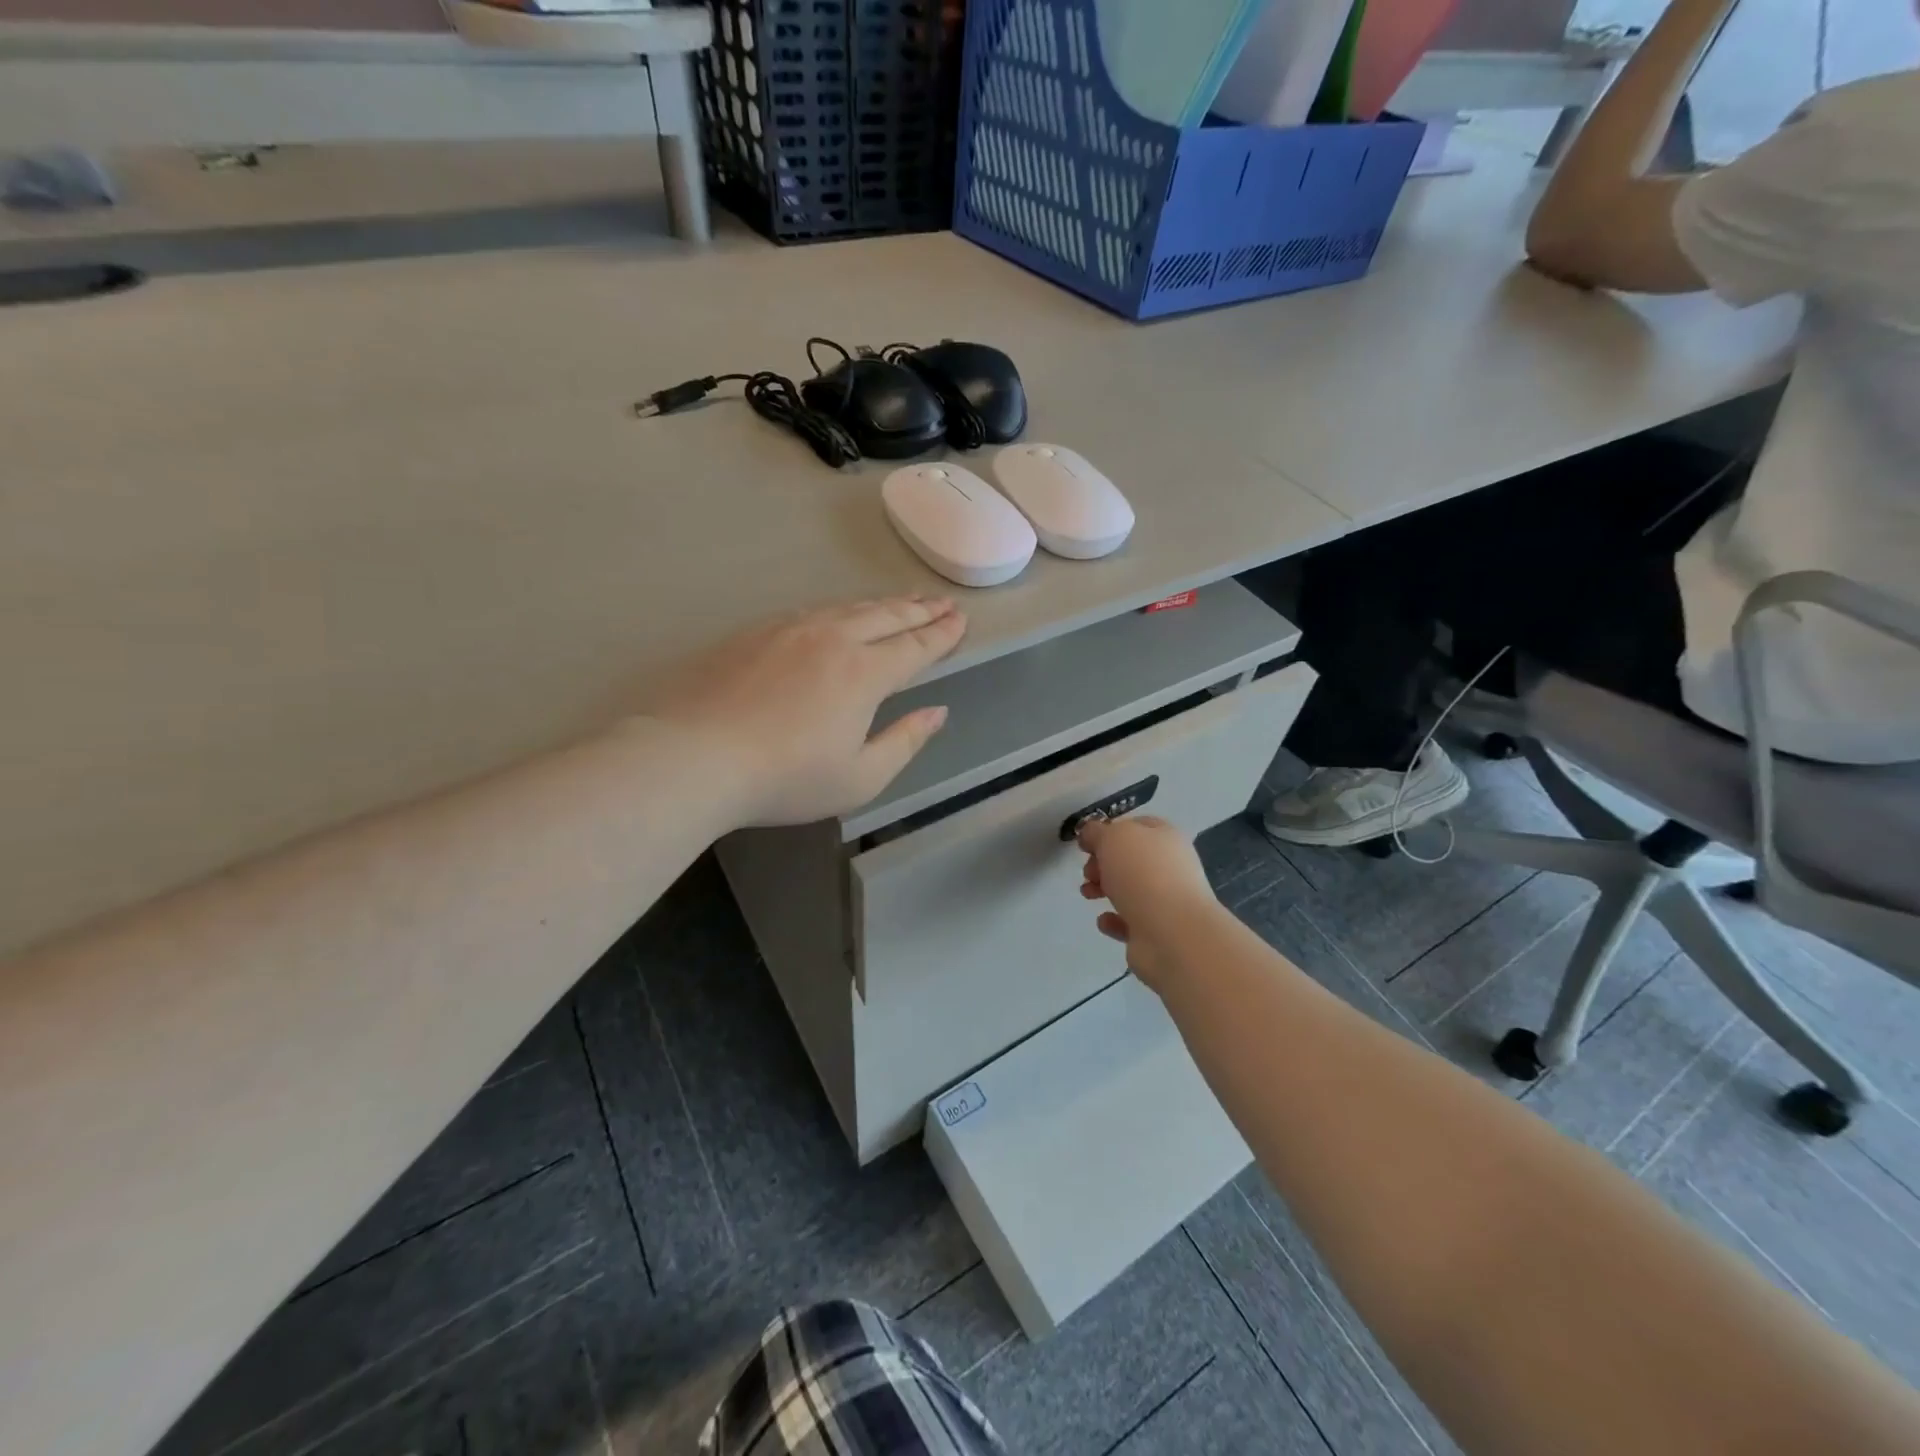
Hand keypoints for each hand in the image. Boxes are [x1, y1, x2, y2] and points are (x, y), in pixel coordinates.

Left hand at [640, 596, 966, 826]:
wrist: (696, 756)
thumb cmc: (786, 778)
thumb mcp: (860, 778)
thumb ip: (905, 741)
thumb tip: (937, 712)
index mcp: (865, 673)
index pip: (915, 646)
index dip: (941, 634)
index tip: (960, 620)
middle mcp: (834, 639)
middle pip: (886, 616)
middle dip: (919, 610)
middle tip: (941, 603)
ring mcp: (791, 629)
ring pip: (849, 607)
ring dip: (883, 604)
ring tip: (903, 601)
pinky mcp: (756, 631)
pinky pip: (814, 610)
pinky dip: (842, 608)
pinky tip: (841, 613)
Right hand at [1077, 815, 1221, 990]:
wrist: (1173, 934)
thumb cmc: (1143, 874)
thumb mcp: (1112, 838)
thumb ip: (1096, 832)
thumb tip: (1089, 835)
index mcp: (1166, 837)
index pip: (1136, 826)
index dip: (1109, 832)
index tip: (1086, 844)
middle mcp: (1170, 867)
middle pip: (1130, 859)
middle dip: (1102, 864)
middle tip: (1088, 872)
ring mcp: (1166, 901)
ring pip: (1128, 890)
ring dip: (1103, 889)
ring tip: (1088, 894)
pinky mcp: (1157, 932)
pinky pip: (1129, 921)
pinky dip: (1113, 920)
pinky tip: (1105, 920)